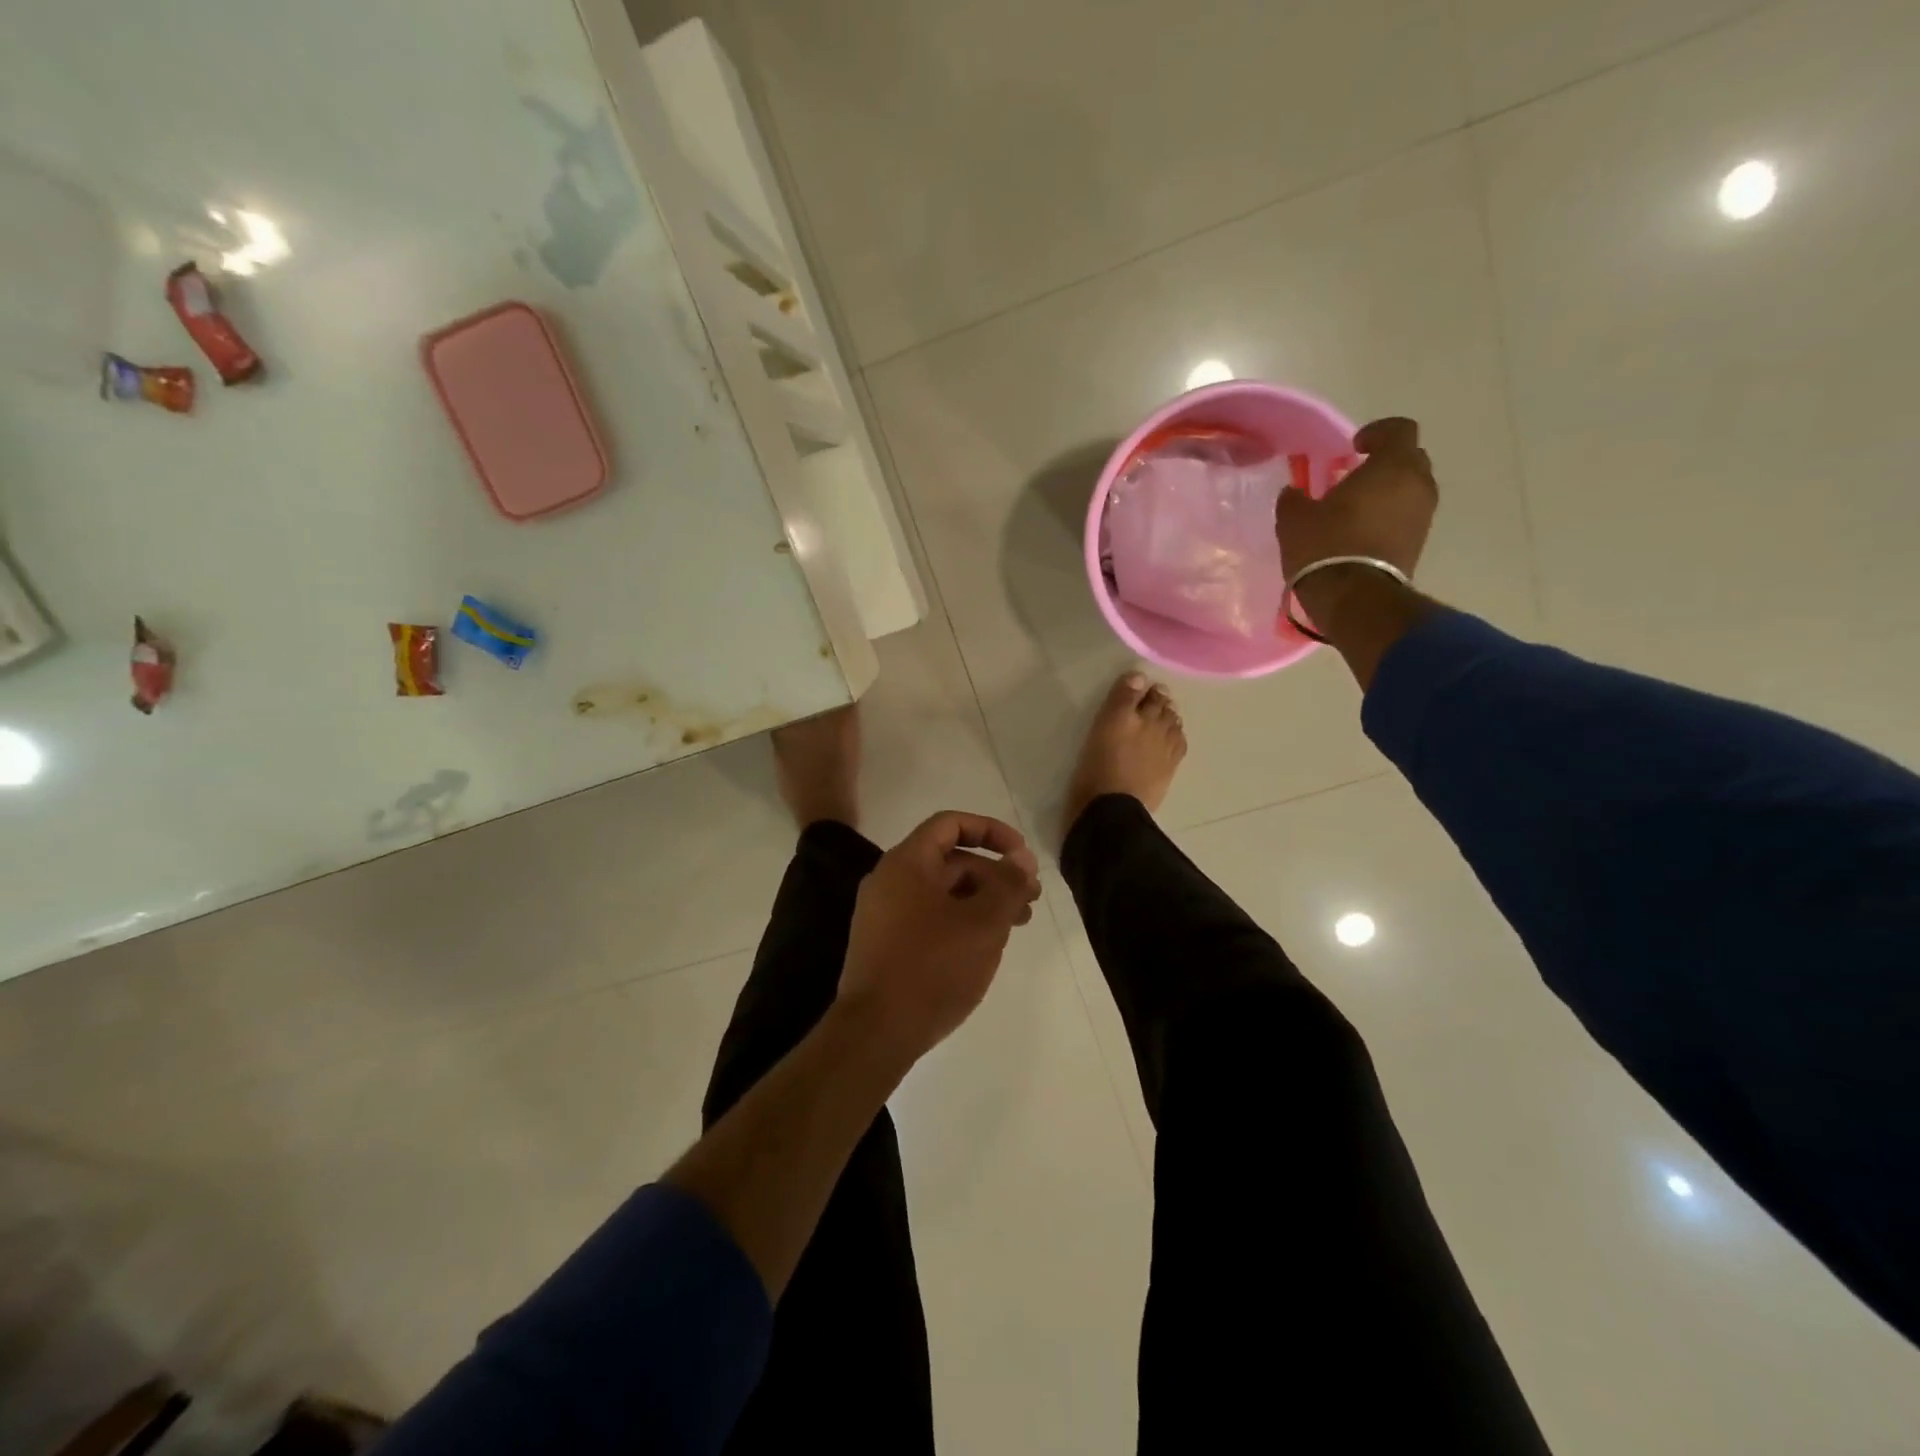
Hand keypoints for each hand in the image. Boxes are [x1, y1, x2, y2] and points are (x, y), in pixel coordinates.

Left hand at [838, 812, 1041, 1064]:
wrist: (875, 1033)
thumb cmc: (932, 968)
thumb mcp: (983, 923)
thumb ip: (1007, 884)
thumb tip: (1022, 856)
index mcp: (906, 863)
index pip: (951, 824)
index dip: (991, 831)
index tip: (1021, 855)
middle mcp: (889, 880)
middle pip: (949, 861)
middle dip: (994, 875)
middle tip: (1030, 900)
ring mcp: (883, 914)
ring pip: (941, 893)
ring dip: (981, 901)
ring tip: (1017, 926)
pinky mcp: (884, 944)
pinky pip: (928, 917)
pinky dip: (960, 921)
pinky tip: (985, 946)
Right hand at [1276, 416, 1437, 632]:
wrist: (1354, 598)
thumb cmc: (1325, 547)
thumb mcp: (1294, 519)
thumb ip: (1295, 498)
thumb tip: (1294, 493)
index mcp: (1392, 466)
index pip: (1399, 430)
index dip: (1377, 432)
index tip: (1354, 446)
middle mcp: (1417, 485)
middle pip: (1410, 459)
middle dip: (1385, 463)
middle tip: (1355, 477)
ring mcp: (1423, 516)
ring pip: (1410, 490)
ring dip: (1388, 493)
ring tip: (1356, 509)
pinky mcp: (1420, 543)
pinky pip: (1406, 517)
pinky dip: (1389, 517)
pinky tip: (1361, 532)